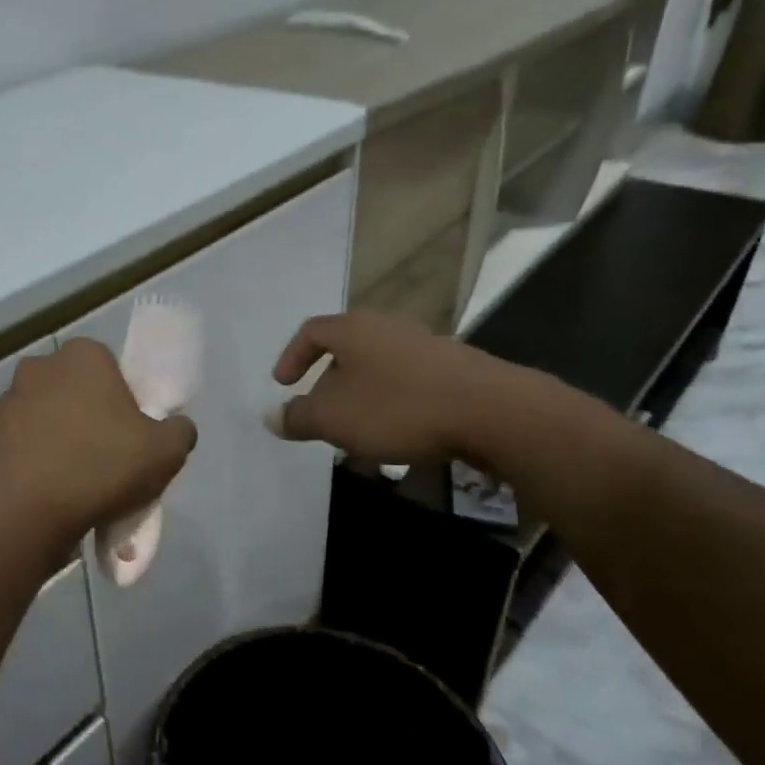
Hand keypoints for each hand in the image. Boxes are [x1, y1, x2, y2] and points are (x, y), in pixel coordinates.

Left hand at [0, 338, 196, 547]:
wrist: (24, 512)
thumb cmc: (101, 467)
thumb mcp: (166, 452)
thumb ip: (179, 430)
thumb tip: (175, 427)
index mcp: (83, 356)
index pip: (111, 368)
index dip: (124, 401)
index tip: (130, 436)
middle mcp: (39, 367)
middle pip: (75, 392)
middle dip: (88, 418)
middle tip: (105, 460)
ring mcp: (5, 401)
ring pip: (44, 418)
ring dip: (57, 440)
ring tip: (73, 485)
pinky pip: (19, 447)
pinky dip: (31, 463)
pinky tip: (45, 494)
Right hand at [270, 311, 545, 466]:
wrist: (493, 412)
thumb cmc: (398, 408)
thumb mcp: (333, 419)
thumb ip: (297, 417)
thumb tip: (271, 417)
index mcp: (354, 329)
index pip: (311, 331)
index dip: (292, 357)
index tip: (284, 385)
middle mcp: (388, 327)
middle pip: (347, 350)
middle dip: (329, 384)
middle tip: (321, 414)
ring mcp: (425, 345)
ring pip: (379, 370)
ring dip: (362, 399)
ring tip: (359, 433)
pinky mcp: (455, 369)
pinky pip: (409, 384)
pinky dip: (394, 406)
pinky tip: (399, 437)